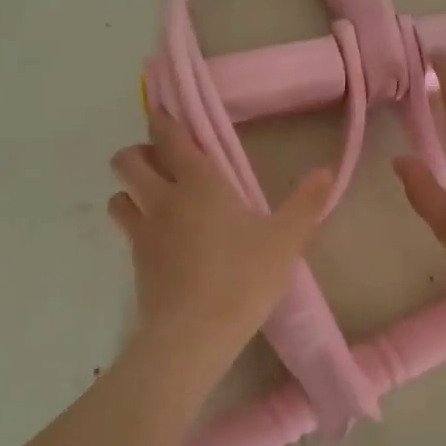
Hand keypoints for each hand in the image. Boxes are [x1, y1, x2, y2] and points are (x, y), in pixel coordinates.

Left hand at [109, 110, 333, 366]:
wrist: (194, 334)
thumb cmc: (243, 278)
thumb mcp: (286, 241)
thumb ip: (307, 204)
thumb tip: (327, 170)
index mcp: (199, 183)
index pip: (170, 137)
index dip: (163, 120)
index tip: (164, 111)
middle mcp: (163, 199)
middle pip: (127, 161)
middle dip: (138, 153)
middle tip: (163, 163)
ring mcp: (143, 231)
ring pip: (118, 196)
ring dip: (130, 191)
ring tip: (154, 200)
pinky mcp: (135, 263)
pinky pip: (126, 230)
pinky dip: (135, 224)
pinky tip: (160, 239)